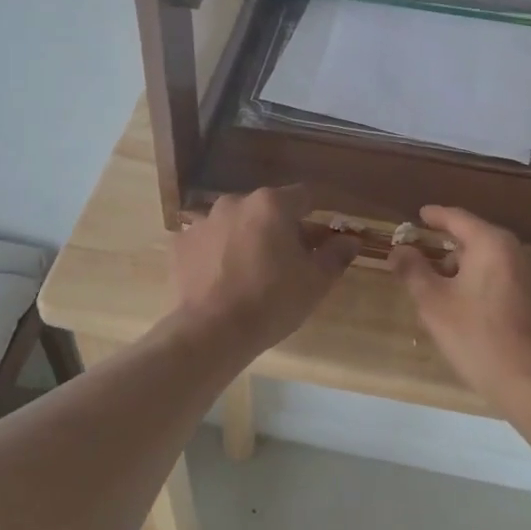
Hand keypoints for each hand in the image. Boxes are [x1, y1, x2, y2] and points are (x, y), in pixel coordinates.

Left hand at [169, 186, 358, 358]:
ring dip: (246, 239)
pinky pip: (207, 243)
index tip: (319, 241)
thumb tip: (350, 240)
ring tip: (250, 274)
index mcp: (271, 205)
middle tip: (287, 263)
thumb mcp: (315, 282)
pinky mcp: (180, 244)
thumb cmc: (271, 301)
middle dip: (279, 229)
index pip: (304, 197)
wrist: (211, 332)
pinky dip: (216, 254)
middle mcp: (234, 202)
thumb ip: (336, 255)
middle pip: (266, 209)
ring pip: (235, 224)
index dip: (315, 217)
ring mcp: (202, 221)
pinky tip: (221, 281)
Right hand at [391, 205, 530, 407]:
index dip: (436, 216)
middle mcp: (523, 252)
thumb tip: (399, 250)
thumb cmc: (476, 337)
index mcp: (493, 244)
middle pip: (481, 241)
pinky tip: (486, 315)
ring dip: (476, 272)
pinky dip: (498, 289)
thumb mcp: (433, 303)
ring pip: (500, 264)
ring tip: (456, 296)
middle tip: (431, 268)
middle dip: (454, 251)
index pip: (459, 218)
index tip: (421, 215)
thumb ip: (413, 270)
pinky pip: (517, 284)